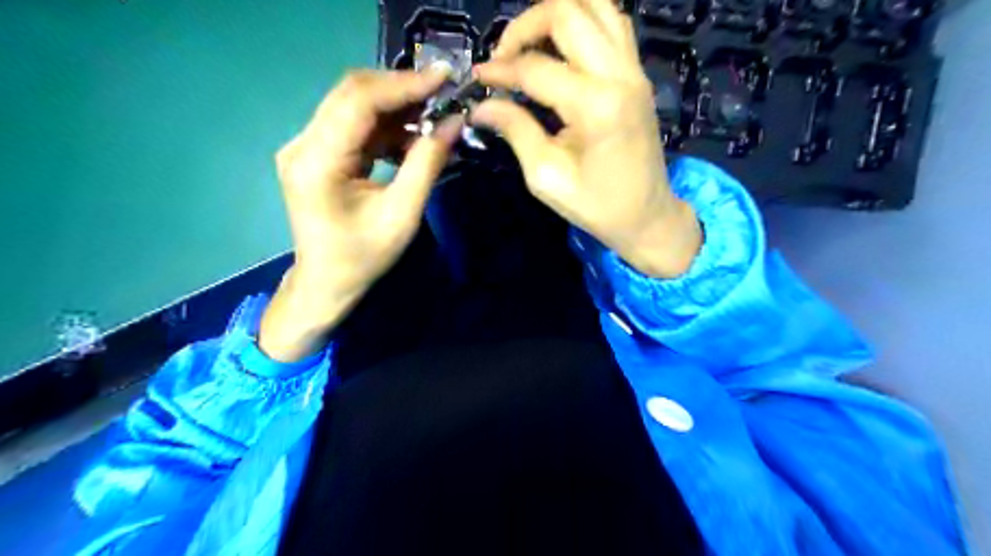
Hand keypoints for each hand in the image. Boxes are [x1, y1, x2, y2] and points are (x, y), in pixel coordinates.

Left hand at [256, 70, 462, 361]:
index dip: (402, 85)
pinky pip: (354, 126)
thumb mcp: (402, 214)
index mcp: (317, 162)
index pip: (357, 102)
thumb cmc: (363, 257)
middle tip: (443, 93)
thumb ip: (426, 164)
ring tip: (434, 117)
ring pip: (354, 106)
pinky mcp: (316, 152)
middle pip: (352, 94)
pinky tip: (412, 137)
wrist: (327, 282)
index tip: (443, 78)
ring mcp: (306, 146)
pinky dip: (386, 127)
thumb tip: (454, 123)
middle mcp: (302, 144)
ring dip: (396, 108)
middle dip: (401, 90)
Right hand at [474, 1, 699, 276]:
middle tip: (504, 56)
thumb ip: (515, 131)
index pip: (536, 67)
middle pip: (568, 13)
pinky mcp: (638, 74)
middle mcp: (620, 75)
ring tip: (531, 43)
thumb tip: (481, 106)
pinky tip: (562, 45)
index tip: (478, 79)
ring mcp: (634, 70)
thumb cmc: (596, 206)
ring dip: (557, 14)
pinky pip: (613, 24)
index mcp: (595, 106)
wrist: (648, 215)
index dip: (500, 69)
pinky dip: (583, 21)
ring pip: (597, 6)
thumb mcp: (546, 177)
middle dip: (525, 25)